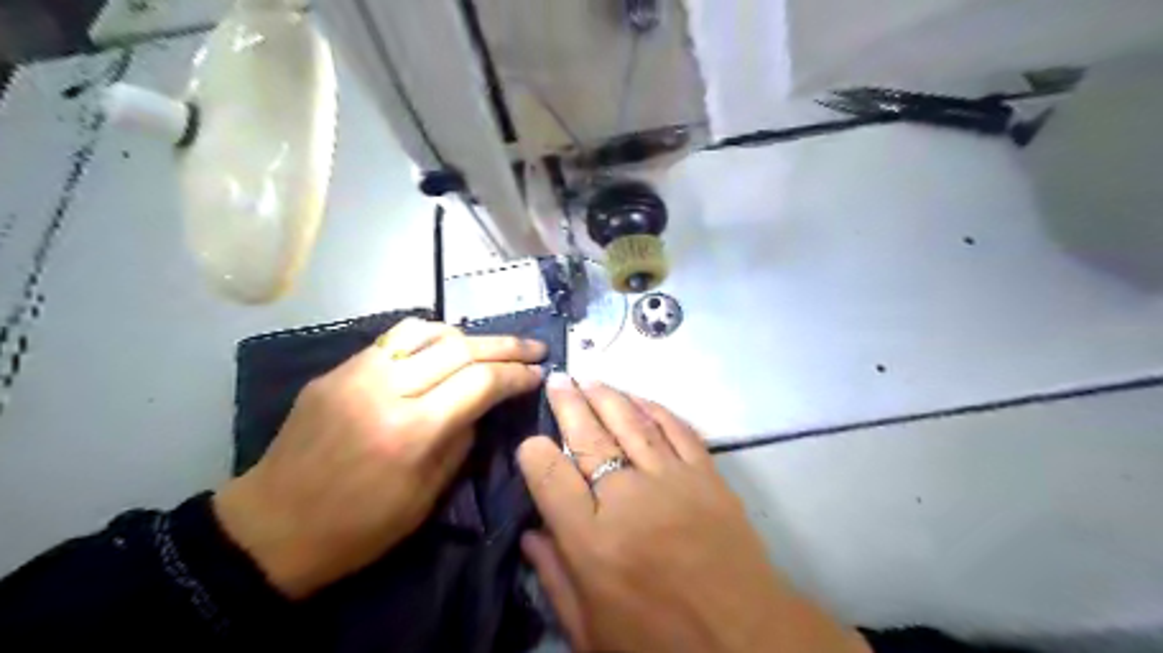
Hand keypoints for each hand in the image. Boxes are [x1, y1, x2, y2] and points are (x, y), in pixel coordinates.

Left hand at [215, 318, 549, 598]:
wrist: (270, 529)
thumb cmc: (357, 528)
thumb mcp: (426, 497)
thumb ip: (461, 441)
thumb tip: (481, 406)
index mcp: (411, 432)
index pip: (480, 383)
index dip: (516, 375)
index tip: (539, 373)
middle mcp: (385, 390)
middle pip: (459, 348)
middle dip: (505, 346)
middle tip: (534, 348)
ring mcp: (355, 374)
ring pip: (426, 331)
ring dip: (467, 336)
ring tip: (490, 347)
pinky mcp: (336, 371)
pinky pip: (393, 340)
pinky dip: (429, 338)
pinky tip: (443, 349)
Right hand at [521, 374, 871, 651]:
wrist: (746, 640)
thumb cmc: (660, 643)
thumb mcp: (590, 631)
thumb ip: (554, 579)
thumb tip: (529, 534)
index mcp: (592, 541)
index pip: (550, 476)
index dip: (534, 452)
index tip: (530, 441)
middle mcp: (627, 499)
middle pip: (589, 438)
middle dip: (568, 404)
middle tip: (558, 380)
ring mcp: (671, 481)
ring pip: (631, 424)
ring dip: (608, 397)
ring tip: (590, 379)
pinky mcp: (706, 475)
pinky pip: (677, 430)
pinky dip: (655, 410)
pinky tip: (639, 398)